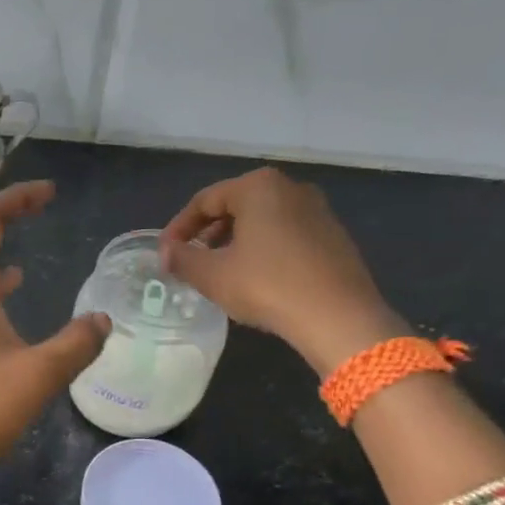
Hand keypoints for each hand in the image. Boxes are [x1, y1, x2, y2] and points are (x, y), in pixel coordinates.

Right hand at [158, 167, 406, 375]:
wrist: (338, 317)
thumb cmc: (267, 286)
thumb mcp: (212, 275)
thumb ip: (182, 259)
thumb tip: (166, 253)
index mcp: (258, 187)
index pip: (205, 200)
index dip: (178, 227)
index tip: (165, 253)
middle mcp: (290, 188)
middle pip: (235, 205)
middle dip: (208, 233)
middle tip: (191, 260)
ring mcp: (318, 210)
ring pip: (262, 220)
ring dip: (235, 241)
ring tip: (219, 271)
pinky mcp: (334, 235)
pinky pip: (286, 234)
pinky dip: (263, 249)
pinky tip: (256, 277)